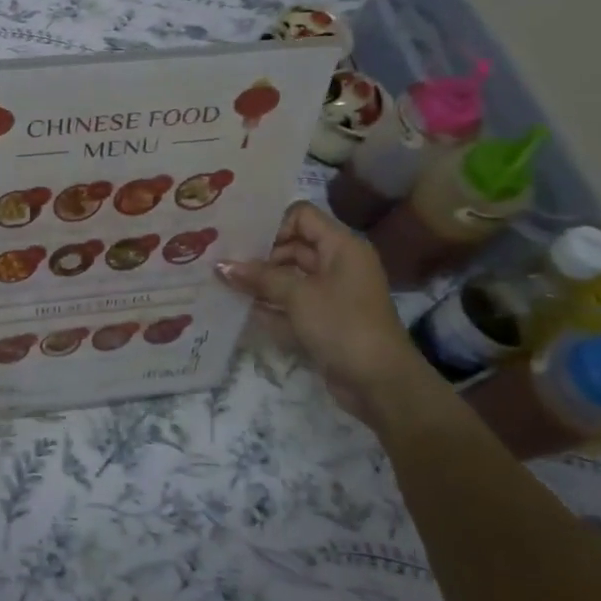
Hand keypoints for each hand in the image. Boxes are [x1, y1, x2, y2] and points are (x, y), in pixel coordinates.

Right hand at [217, 202, 425, 426]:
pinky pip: (291, 303)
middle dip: (259, 255)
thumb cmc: (342, 326)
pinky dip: (270, 305)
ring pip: (289, 276)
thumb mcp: (298, 296)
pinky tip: (240, 309)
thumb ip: (259, 277)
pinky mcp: (324, 319)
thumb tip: (220, 266)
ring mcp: (331, 293)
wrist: (380, 384)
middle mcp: (338, 263)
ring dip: (260, 281)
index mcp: (341, 246)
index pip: (301, 216)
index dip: (273, 225)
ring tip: (223, 283)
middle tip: (224, 262)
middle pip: (292, 246)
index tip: (244, 242)